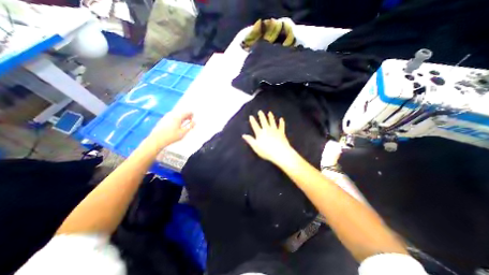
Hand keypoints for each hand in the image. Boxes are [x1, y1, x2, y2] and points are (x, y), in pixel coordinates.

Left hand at [146, 111, 195, 149]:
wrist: (156, 140)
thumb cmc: (170, 137)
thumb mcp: (183, 132)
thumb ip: (190, 126)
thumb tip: (194, 122)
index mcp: (178, 116)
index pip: (188, 112)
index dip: (192, 116)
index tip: (193, 121)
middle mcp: (172, 114)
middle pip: (183, 112)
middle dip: (187, 117)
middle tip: (189, 124)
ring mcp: (167, 116)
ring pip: (178, 115)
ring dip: (182, 119)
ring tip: (183, 126)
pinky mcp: (163, 119)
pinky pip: (173, 117)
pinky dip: (177, 120)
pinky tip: (176, 127)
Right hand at [242, 109, 295, 165]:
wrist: (279, 152)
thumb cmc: (266, 151)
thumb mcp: (255, 146)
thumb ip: (250, 140)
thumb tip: (243, 135)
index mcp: (260, 133)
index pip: (255, 125)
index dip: (253, 121)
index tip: (251, 116)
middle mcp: (267, 130)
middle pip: (264, 121)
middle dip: (261, 116)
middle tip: (260, 111)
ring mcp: (275, 130)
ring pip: (272, 121)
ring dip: (270, 117)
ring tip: (269, 113)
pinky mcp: (281, 132)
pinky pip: (281, 126)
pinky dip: (281, 122)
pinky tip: (281, 119)